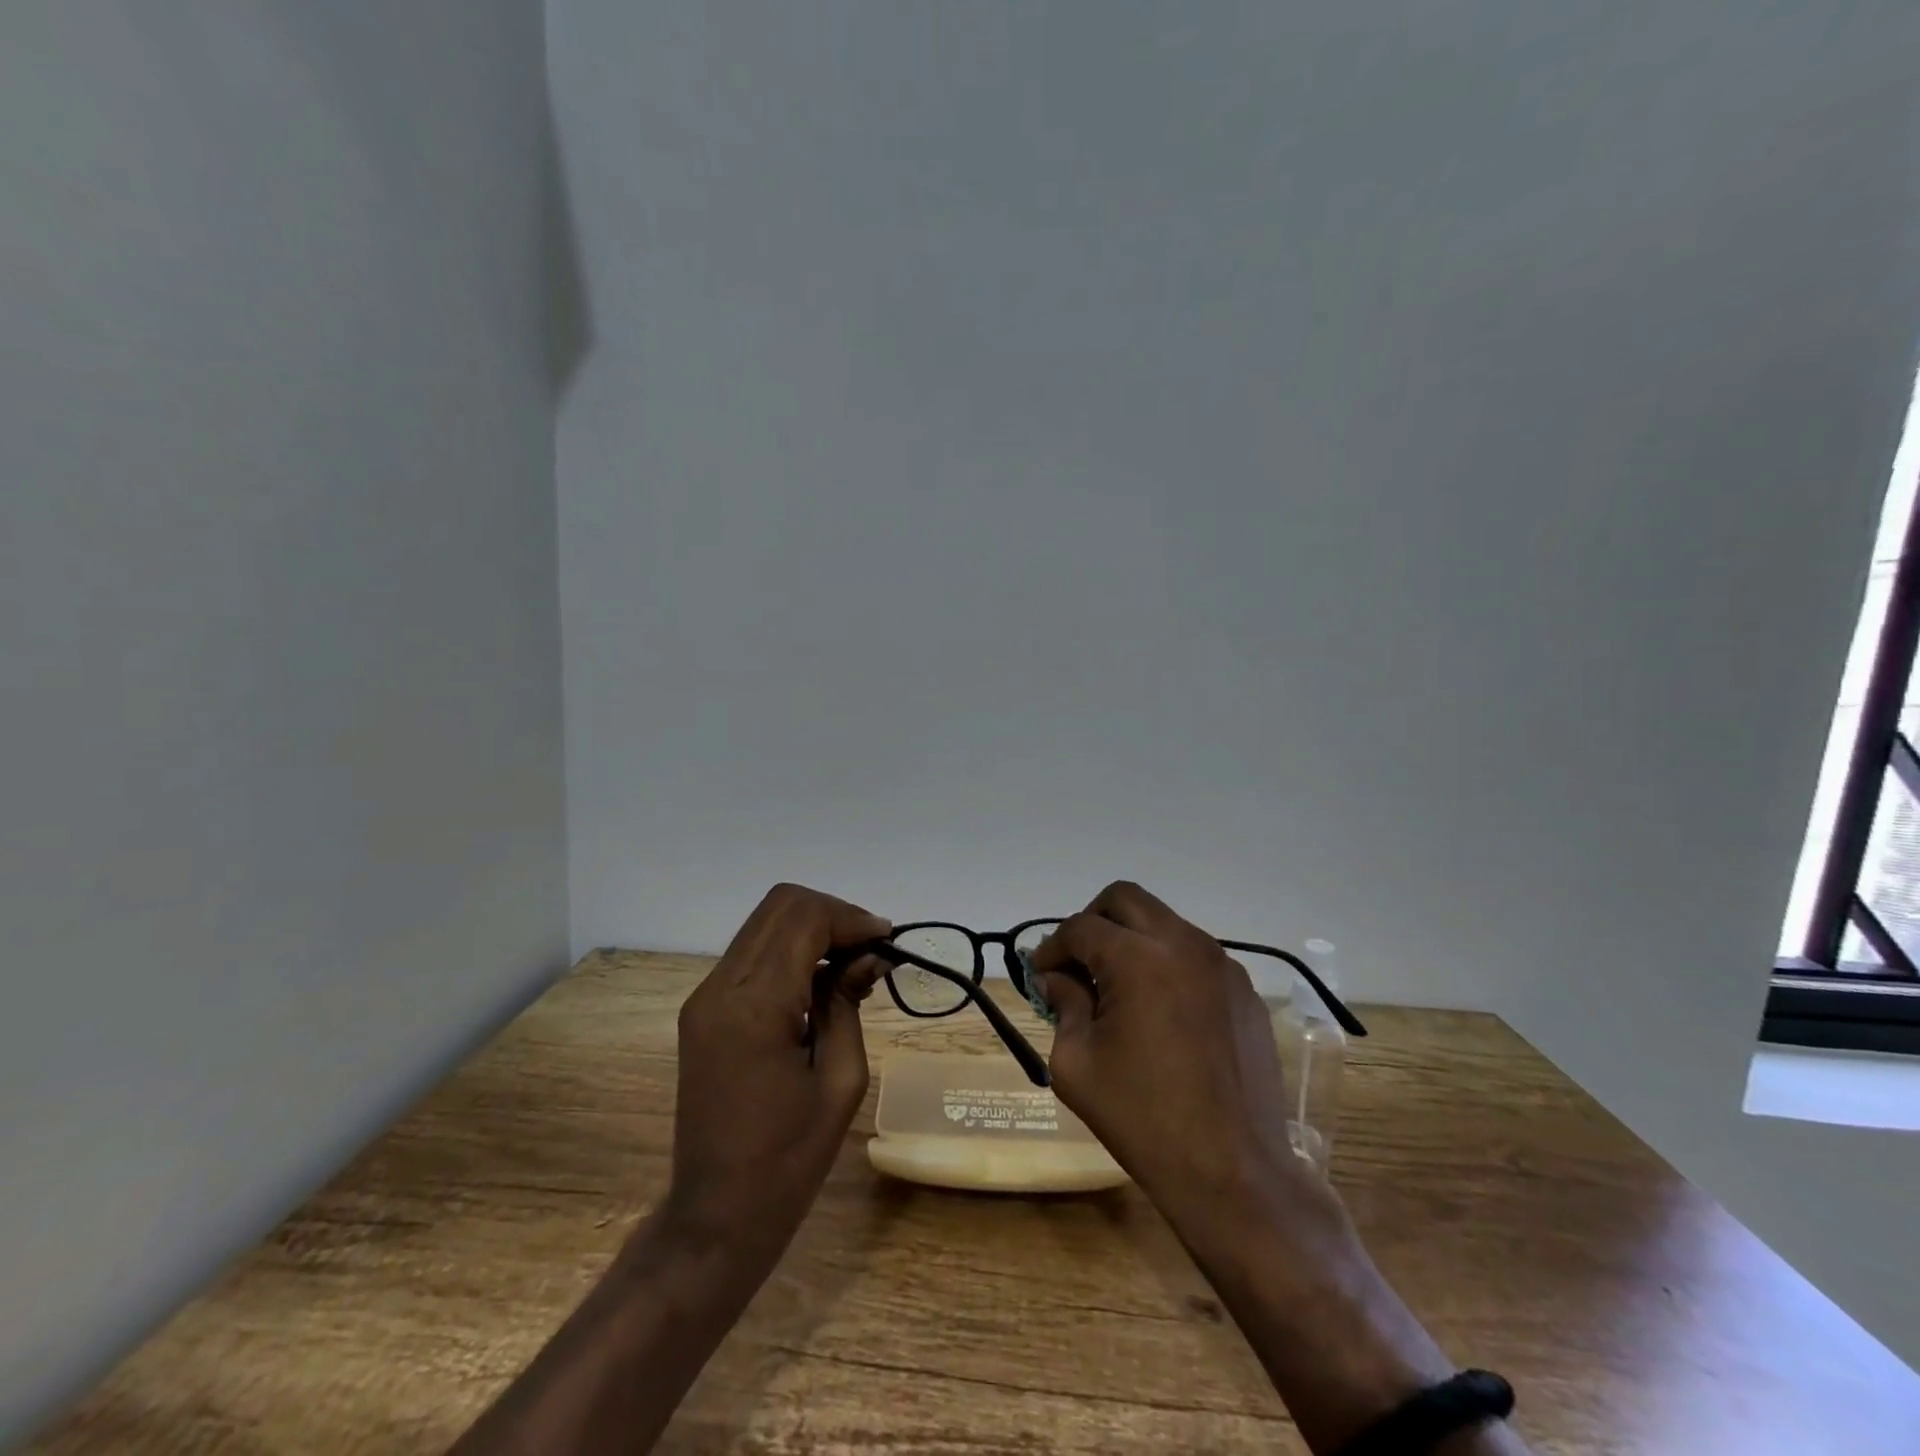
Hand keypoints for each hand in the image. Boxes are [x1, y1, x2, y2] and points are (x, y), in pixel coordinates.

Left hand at [662, 883, 889, 1263]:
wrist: (715, 1218)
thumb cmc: (788, 1162)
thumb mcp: (841, 1081)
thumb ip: (850, 1002)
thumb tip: (870, 955)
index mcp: (754, 1007)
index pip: (804, 920)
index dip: (851, 919)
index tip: (887, 941)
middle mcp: (720, 988)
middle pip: (780, 906)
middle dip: (833, 915)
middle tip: (871, 948)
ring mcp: (705, 997)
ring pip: (765, 923)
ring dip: (813, 929)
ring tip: (852, 963)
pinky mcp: (703, 1009)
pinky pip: (752, 953)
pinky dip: (791, 950)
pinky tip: (820, 981)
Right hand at [1030, 881, 1332, 1254]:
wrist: (1234, 1173)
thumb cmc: (1143, 1119)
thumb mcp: (1077, 1064)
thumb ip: (1063, 1005)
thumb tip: (1057, 978)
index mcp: (1138, 960)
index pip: (1081, 927)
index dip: (1052, 946)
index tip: (1040, 974)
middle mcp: (1183, 945)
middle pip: (1124, 899)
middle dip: (1092, 922)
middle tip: (1077, 962)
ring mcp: (1221, 965)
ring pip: (1163, 922)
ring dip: (1131, 940)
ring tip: (1117, 989)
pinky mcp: (1244, 991)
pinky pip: (1194, 955)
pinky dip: (1166, 964)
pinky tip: (1160, 1011)